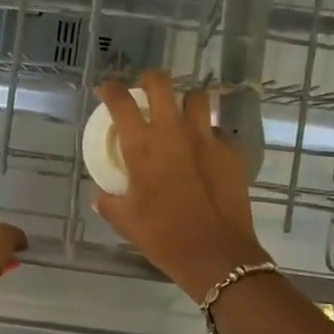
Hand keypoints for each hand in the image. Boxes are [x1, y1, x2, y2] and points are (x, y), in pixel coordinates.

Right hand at [92, 70, 268, 297]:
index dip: (111, 89)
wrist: (215, 253)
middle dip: (150, 80)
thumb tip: (101, 197)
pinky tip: (205, 153)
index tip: (107, 89)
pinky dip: (208, 136)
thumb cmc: (163, 236)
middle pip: (162, 84)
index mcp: (142, 145)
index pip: (120, 101)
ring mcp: (206, 138)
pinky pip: (217, 131)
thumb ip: (109, 203)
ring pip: (197, 98)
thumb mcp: (126, 222)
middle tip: (146, 89)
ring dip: (185, 102)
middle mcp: (173, 131)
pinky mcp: (231, 151)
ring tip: (181, 116)